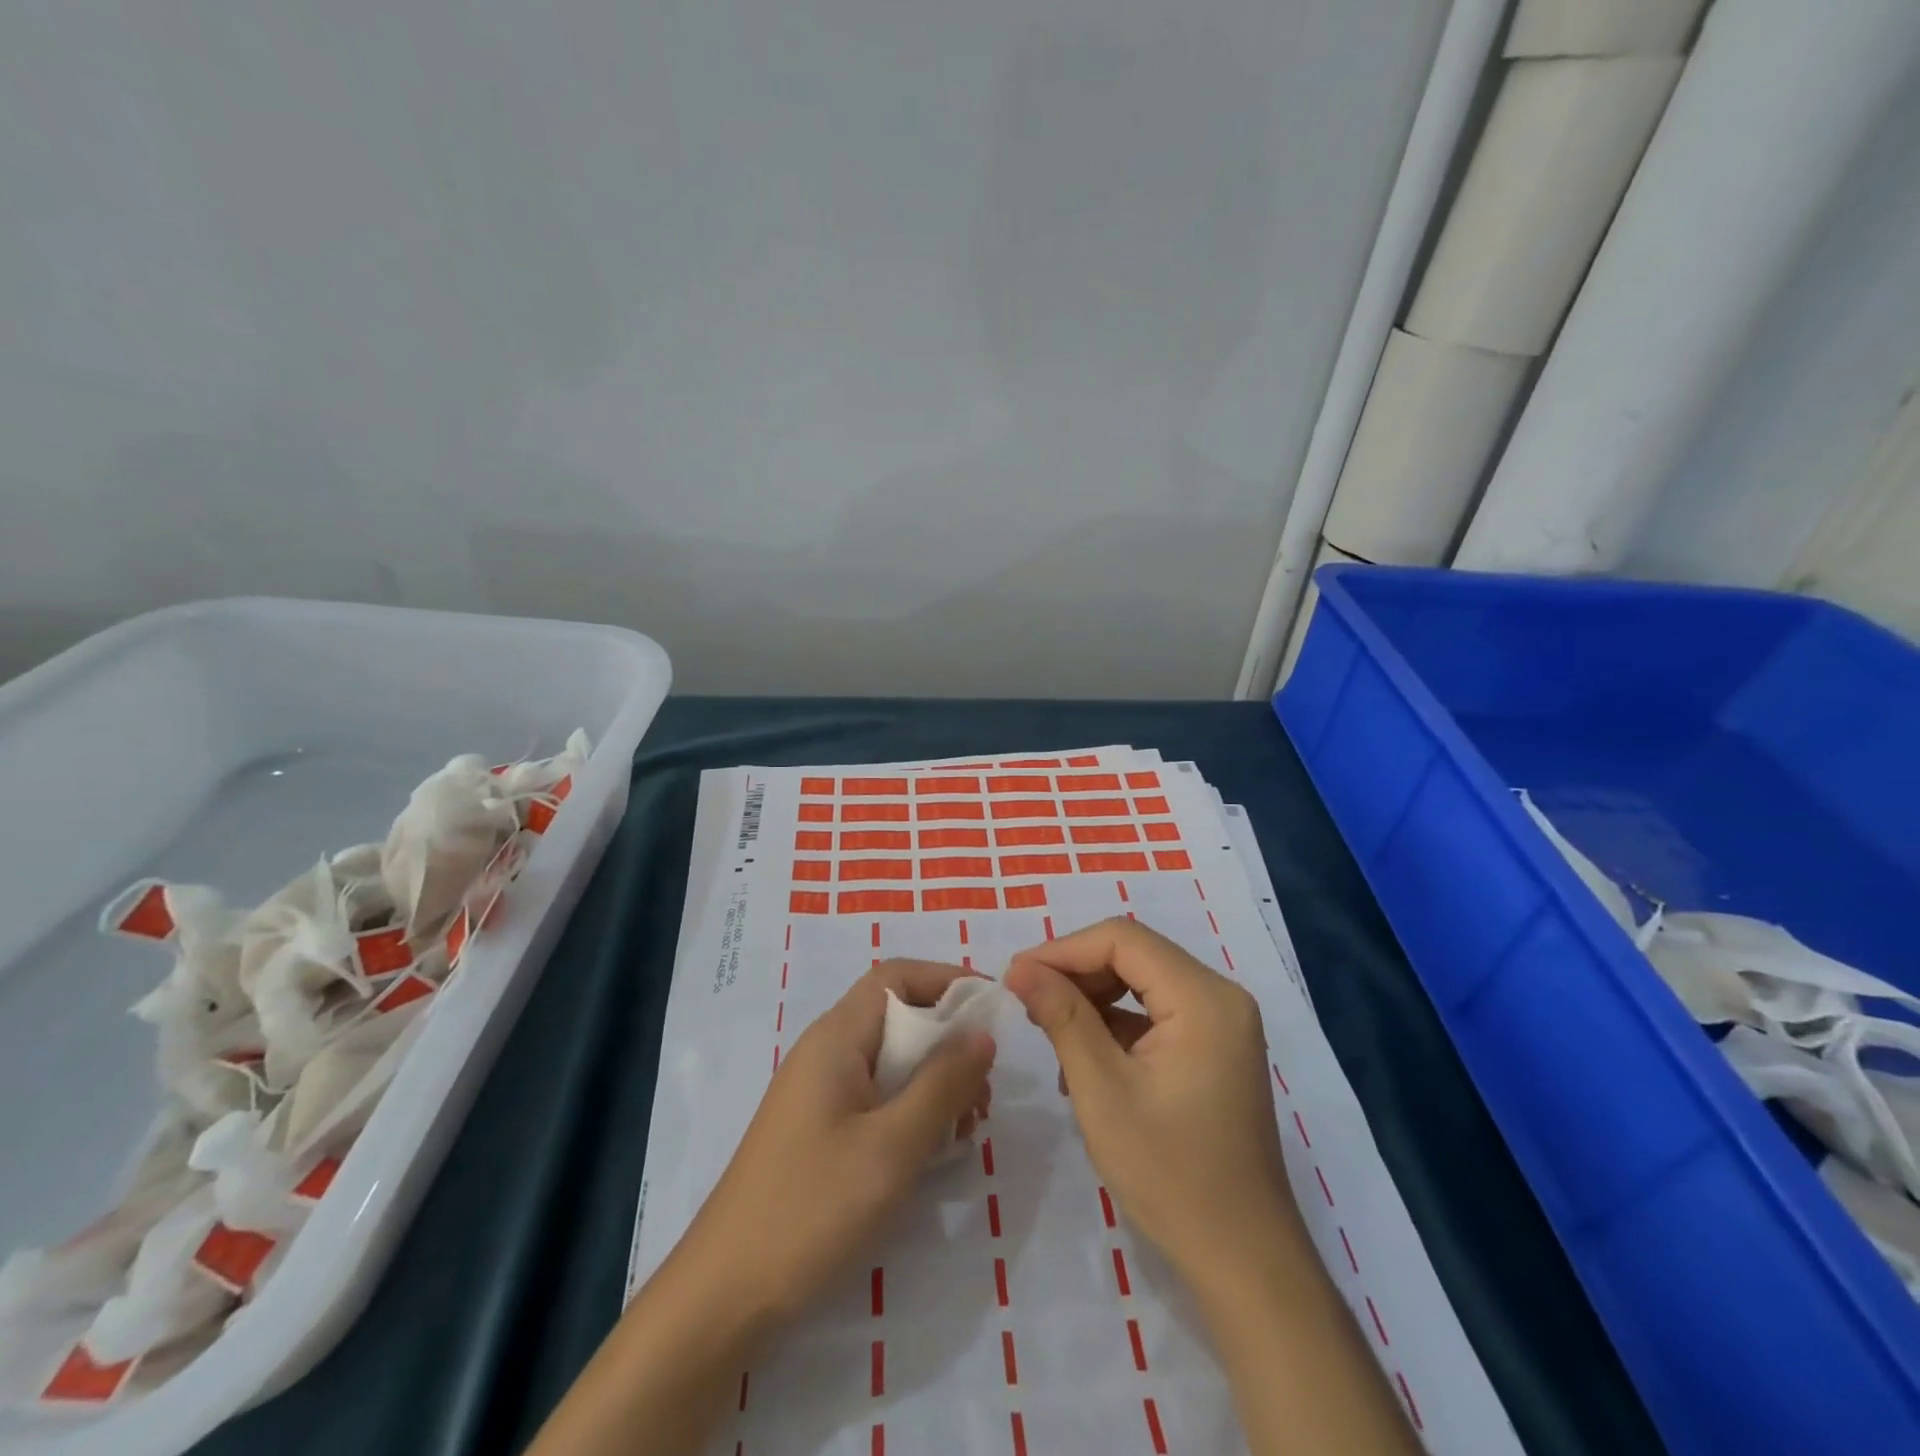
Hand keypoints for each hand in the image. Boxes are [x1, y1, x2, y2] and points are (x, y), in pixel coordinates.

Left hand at [676, 959, 996, 1325]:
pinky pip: (876, 1097)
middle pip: (897, 1017)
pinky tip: (934, 1150)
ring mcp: (819, 1093)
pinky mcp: (819, 1130)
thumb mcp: (892, 1146)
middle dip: (949, 1041)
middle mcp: (826, 1052)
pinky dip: (912, 1109)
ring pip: (891, 1061)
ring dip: (935, 1081)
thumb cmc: (812, 1207)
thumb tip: (981, 1033)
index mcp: (837, 1038)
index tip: (993, 1007)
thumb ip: (942, 1083)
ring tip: (968, 1127)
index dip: (946, 978)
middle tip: (985, 1090)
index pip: (895, 976)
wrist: (725, 1294)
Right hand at [1004, 918, 1297, 1288]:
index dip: (1063, 949)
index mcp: (1204, 998)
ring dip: (1092, 997)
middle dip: (1076, 972)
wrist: (1243, 1260)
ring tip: (1048, 1028)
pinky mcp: (1215, 1048)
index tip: (1016, 975)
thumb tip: (1020, 967)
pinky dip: (1116, 1023)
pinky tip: (1083, 1058)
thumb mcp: (1102, 1091)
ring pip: (1142, 981)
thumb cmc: (1170, 1175)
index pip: (1123, 940)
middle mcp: (1220, 997)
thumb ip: (1062, 1017)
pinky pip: (1156, 1012)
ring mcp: (1222, 1023)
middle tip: (1027, 1000)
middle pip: (1134, 955)